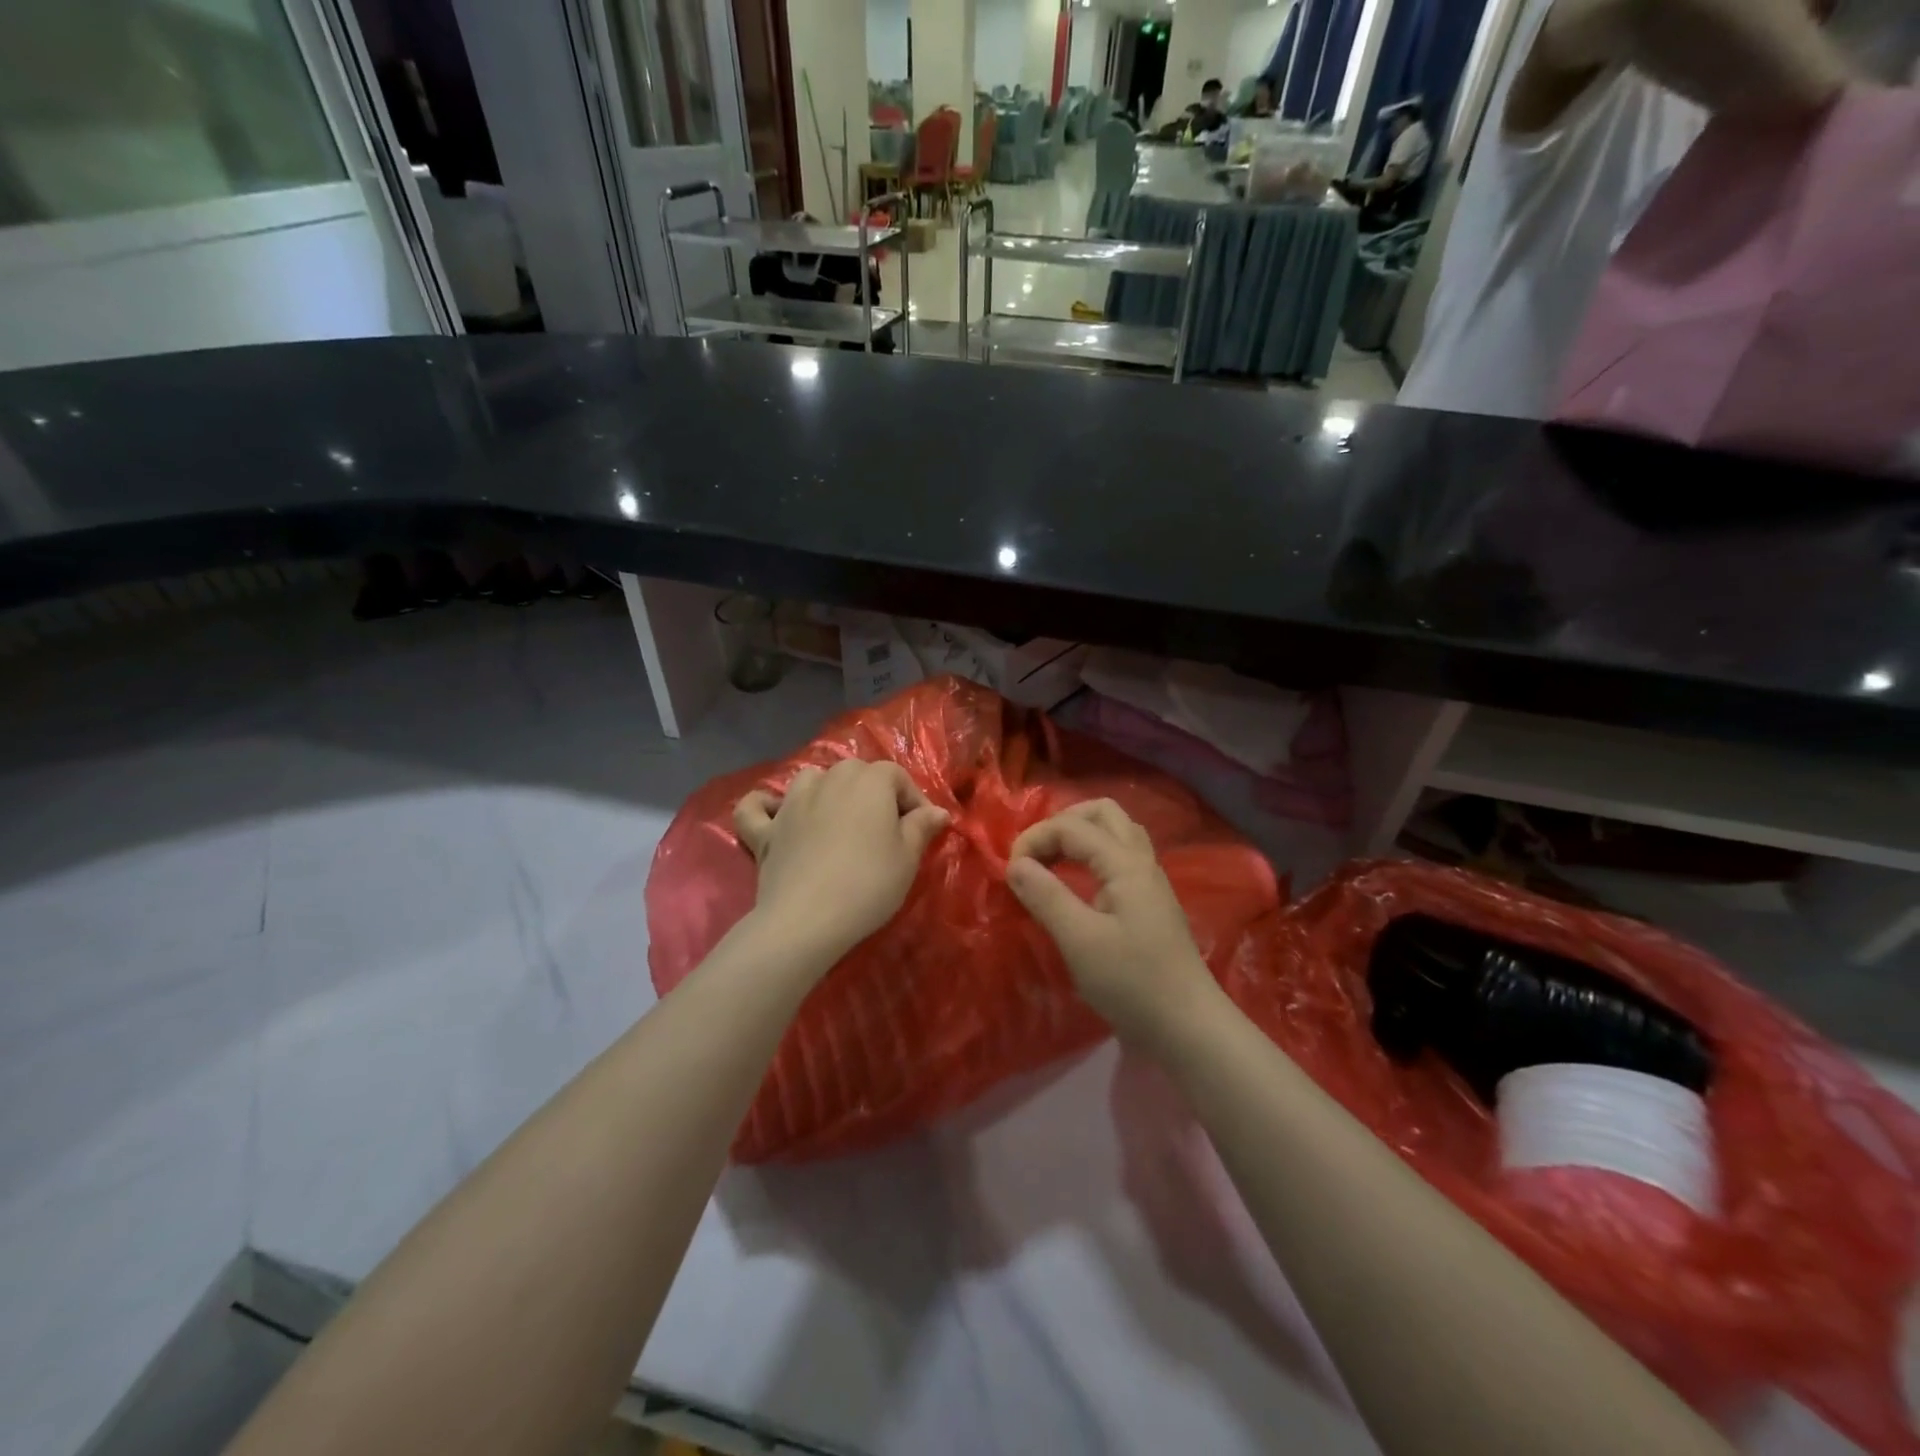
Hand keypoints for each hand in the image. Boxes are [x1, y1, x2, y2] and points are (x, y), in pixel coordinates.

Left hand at [734, 759, 948, 967]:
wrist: (807, 919)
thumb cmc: (868, 884)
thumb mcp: (908, 858)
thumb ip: (922, 827)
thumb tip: (937, 811)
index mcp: (869, 781)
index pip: (898, 777)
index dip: (914, 801)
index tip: (923, 830)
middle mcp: (829, 779)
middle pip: (856, 773)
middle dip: (874, 793)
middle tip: (886, 829)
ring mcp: (791, 802)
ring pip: (810, 779)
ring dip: (826, 790)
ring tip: (838, 817)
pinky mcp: (765, 830)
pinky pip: (756, 807)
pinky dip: (765, 806)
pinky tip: (775, 813)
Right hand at [1006, 800, 1217, 1046]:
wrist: (1188, 1027)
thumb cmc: (1132, 983)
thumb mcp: (1080, 941)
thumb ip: (1046, 896)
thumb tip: (1015, 864)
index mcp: (1125, 863)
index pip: (1072, 826)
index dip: (1035, 838)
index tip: (1009, 871)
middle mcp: (1141, 861)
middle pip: (1102, 813)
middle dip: (1062, 823)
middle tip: (1035, 853)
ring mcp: (1149, 881)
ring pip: (1115, 832)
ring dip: (1079, 836)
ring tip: (1051, 862)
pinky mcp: (1150, 902)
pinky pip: (1119, 856)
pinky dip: (1092, 855)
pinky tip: (1076, 883)